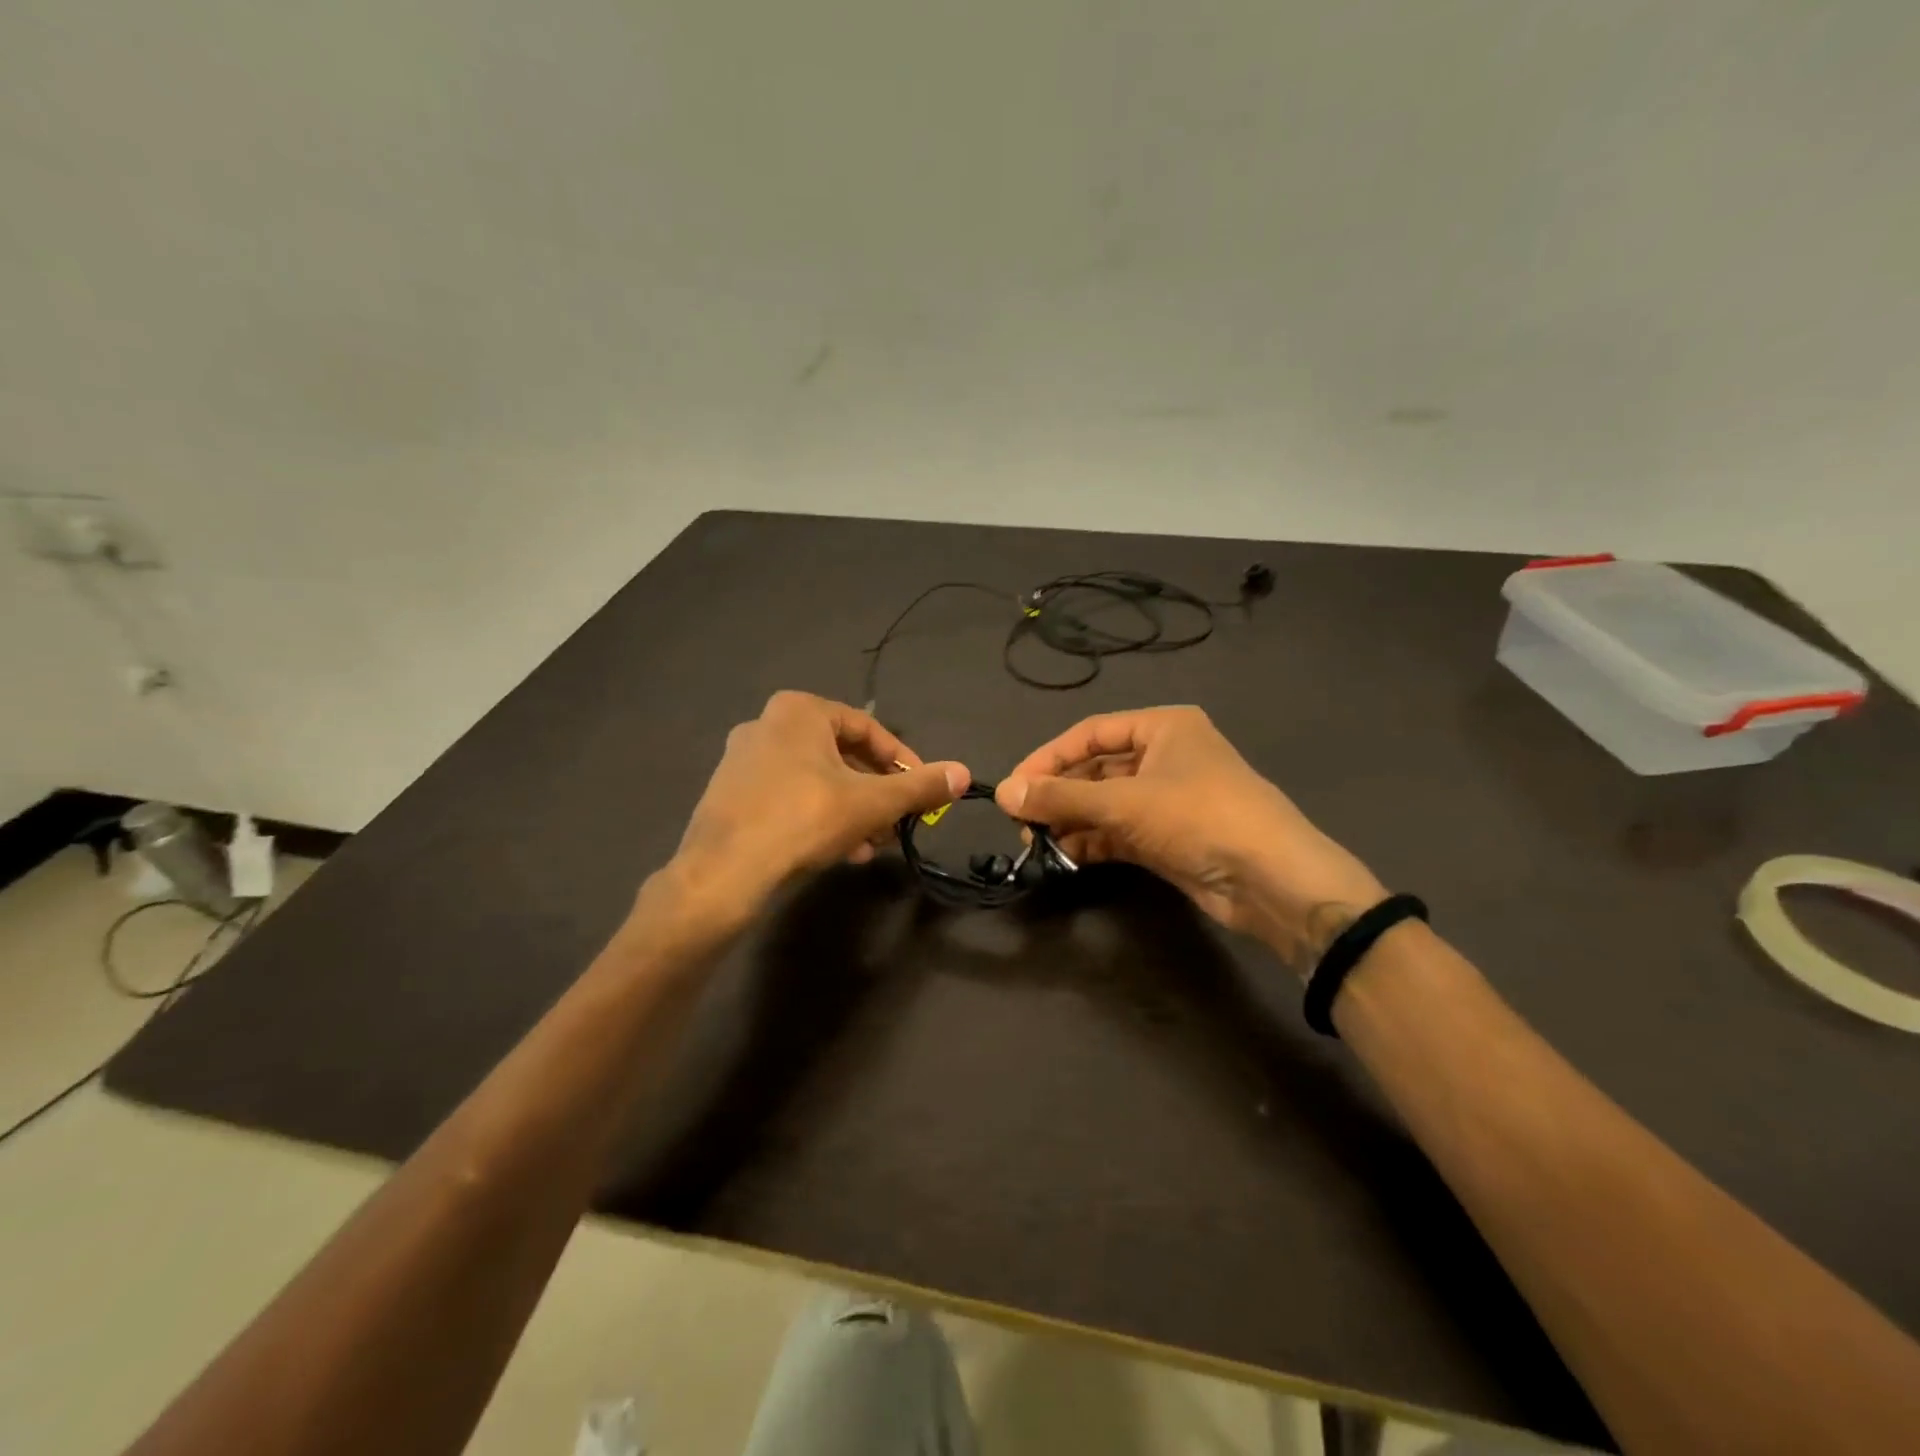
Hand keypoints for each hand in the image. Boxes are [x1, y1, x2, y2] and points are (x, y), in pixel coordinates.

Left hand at [660, 691, 967, 931]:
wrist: (722, 873)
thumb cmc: (803, 819)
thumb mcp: (872, 802)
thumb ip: (920, 786)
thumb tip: (964, 773)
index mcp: (799, 710)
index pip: (868, 728)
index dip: (902, 760)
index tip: (923, 789)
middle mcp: (767, 724)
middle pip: (841, 756)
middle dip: (876, 792)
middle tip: (898, 821)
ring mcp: (742, 759)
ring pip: (816, 780)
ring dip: (851, 810)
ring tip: (873, 844)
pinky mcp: (729, 794)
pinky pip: (788, 797)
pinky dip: (819, 817)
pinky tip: (838, 852)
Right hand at [996, 706, 1384, 974]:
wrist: (1271, 880)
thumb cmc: (1198, 817)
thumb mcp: (1124, 802)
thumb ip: (1061, 797)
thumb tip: (1003, 793)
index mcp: (1162, 727)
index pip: (1089, 734)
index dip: (1047, 758)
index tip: (1012, 788)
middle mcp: (1164, 756)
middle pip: (1095, 769)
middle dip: (1058, 794)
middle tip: (1021, 821)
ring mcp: (1167, 799)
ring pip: (1105, 803)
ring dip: (1071, 820)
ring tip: (1036, 842)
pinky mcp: (1168, 836)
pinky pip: (1118, 831)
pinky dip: (1091, 841)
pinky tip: (1063, 856)